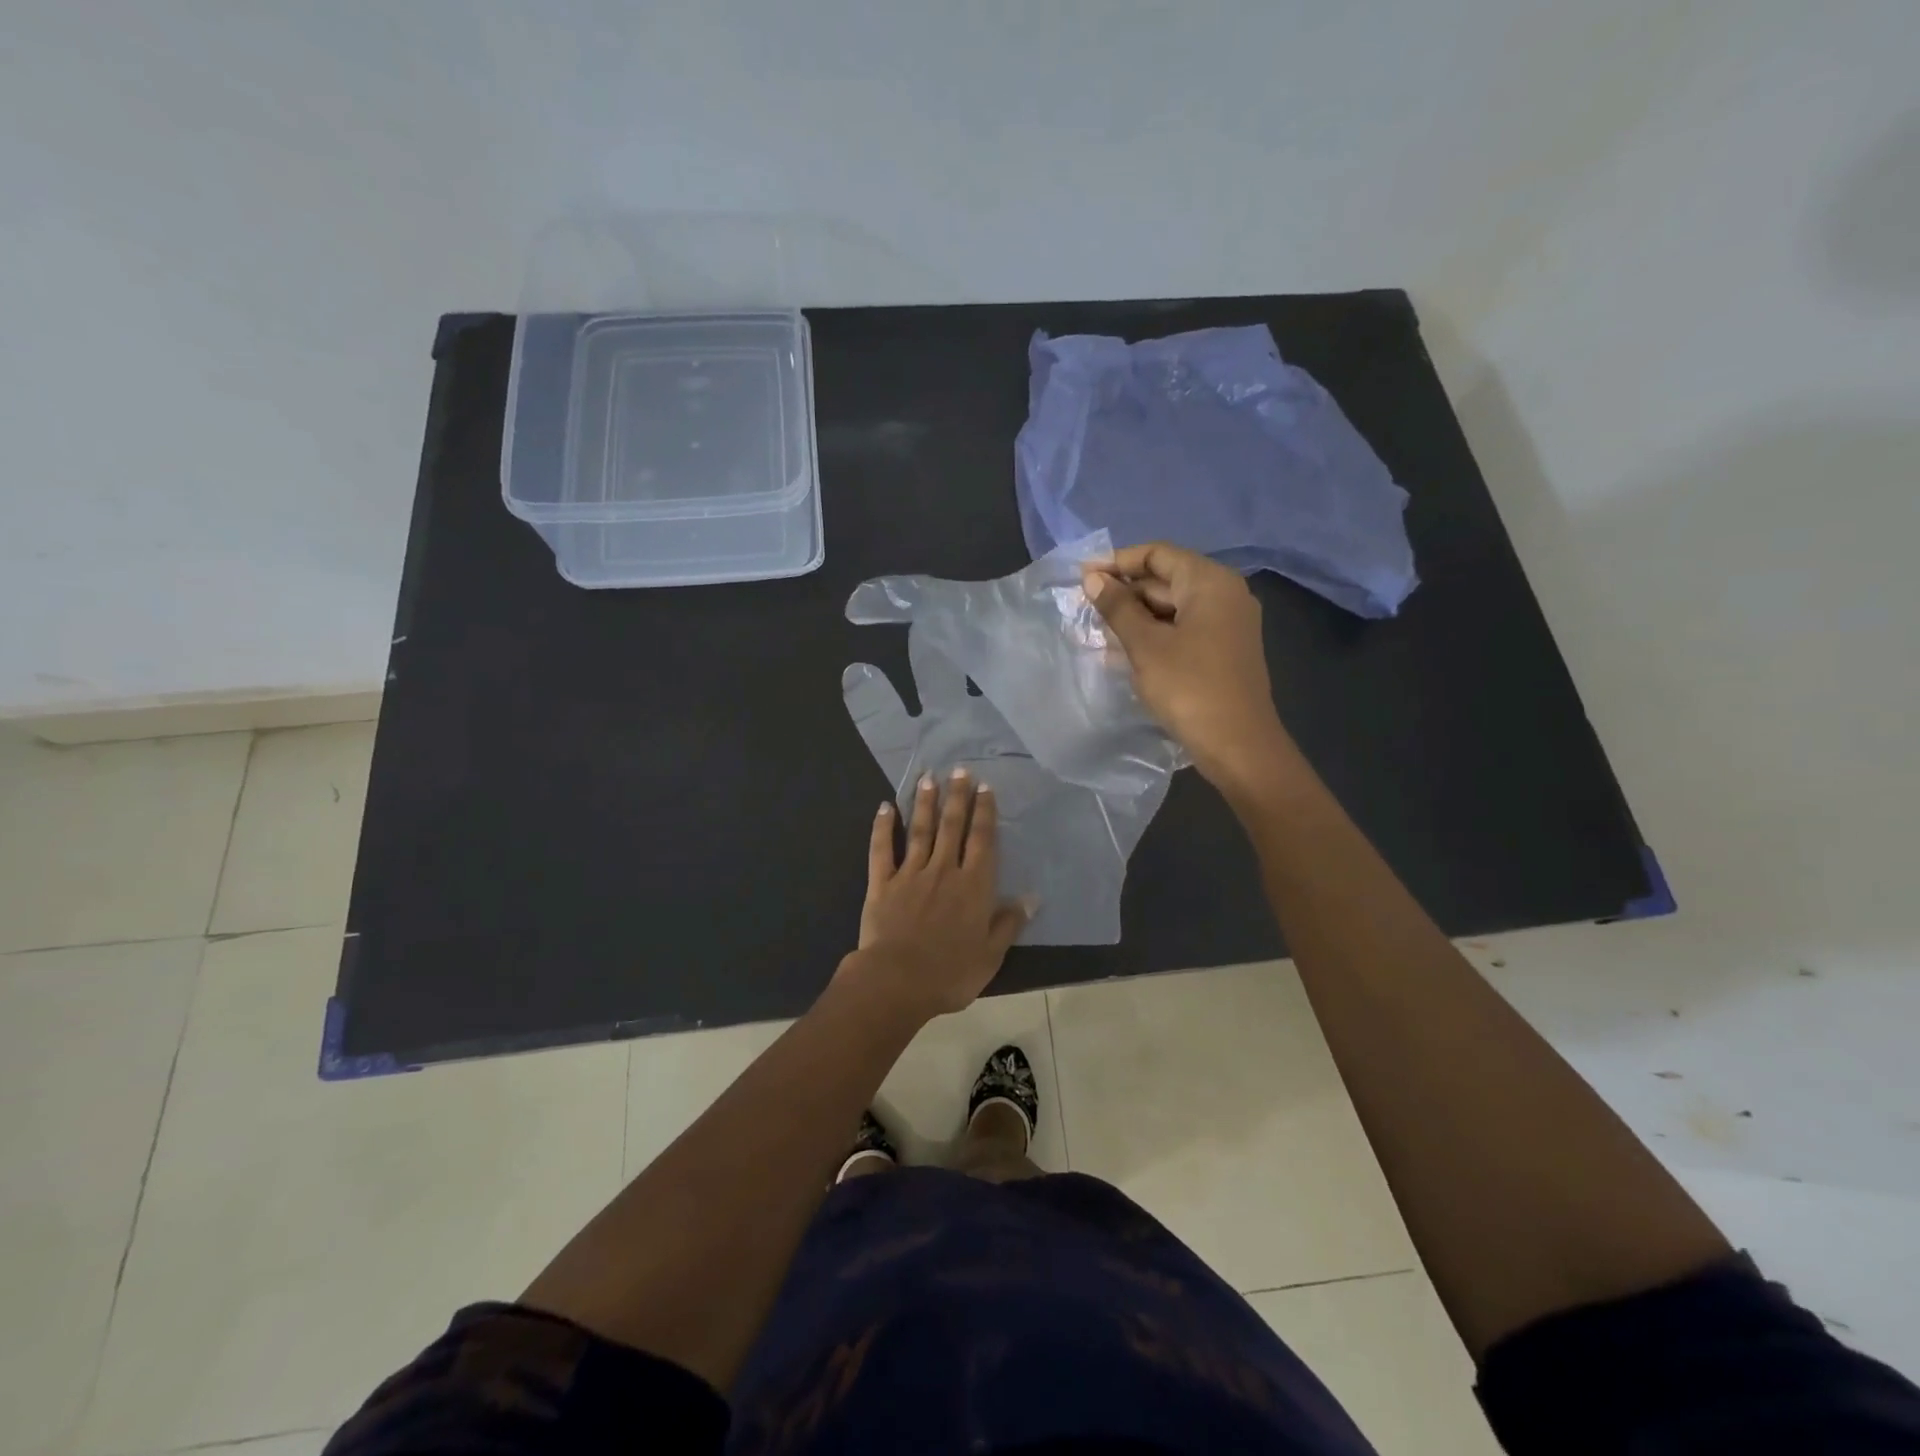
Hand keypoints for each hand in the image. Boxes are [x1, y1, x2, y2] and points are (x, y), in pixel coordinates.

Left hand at [846, 769, 1031, 1018]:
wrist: (896, 982)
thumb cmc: (950, 973)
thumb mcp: (990, 955)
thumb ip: (1008, 923)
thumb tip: (1031, 898)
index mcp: (973, 886)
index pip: (982, 840)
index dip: (984, 812)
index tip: (985, 787)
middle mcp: (943, 870)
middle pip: (952, 826)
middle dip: (957, 796)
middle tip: (959, 769)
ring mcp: (910, 874)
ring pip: (920, 830)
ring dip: (925, 803)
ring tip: (929, 778)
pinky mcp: (882, 883)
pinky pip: (882, 849)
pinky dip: (883, 827)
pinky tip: (885, 807)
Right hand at [1083, 543, 1299, 793]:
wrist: (1238, 745)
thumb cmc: (1189, 688)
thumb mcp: (1145, 646)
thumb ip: (1117, 608)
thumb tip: (1093, 578)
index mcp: (1210, 582)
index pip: (1157, 554)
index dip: (1117, 561)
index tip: (1082, 578)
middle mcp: (1224, 594)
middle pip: (1165, 579)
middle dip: (1124, 592)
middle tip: (1084, 609)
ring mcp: (1227, 624)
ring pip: (1172, 607)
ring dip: (1134, 616)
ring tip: (1096, 631)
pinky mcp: (1223, 650)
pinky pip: (1182, 629)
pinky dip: (1153, 634)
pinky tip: (1122, 651)